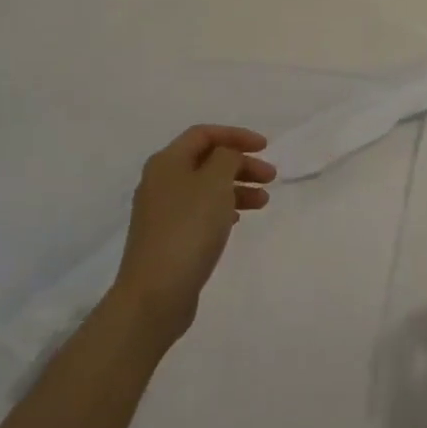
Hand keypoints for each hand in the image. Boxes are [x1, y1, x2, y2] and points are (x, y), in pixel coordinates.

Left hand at [112, 125, 275, 344]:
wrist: (156, 293)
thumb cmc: (189, 228)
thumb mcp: (215, 182)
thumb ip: (227, 157)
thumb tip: (227, 156)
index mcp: (167, 162)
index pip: (204, 134)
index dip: (236, 135)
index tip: (266, 147)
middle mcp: (160, 181)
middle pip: (207, 160)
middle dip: (241, 164)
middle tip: (271, 177)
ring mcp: (162, 211)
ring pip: (206, 187)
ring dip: (237, 187)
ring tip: (264, 202)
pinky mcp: (168, 237)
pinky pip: (200, 211)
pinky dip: (223, 208)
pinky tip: (238, 220)